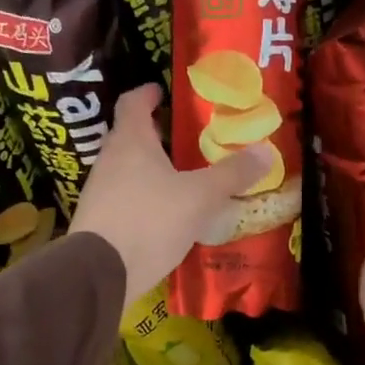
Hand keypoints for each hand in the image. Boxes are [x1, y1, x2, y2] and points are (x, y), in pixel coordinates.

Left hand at [71, 84, 270, 312]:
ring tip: (180, 175)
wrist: (100, 273)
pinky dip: (144, 196)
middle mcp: (109, 160)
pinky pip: (124, 197)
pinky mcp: (98, 220)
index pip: (132, 103)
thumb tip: (266, 151)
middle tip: (184, 136)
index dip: (147, 93)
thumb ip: (231, 174)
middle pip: (129, 136)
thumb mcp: (200, 197)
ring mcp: (100, 191)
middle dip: (154, 133)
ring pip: (126, 168)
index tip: (161, 91)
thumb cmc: (150, 220)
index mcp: (131, 141)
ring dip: (149, 167)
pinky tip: (165, 213)